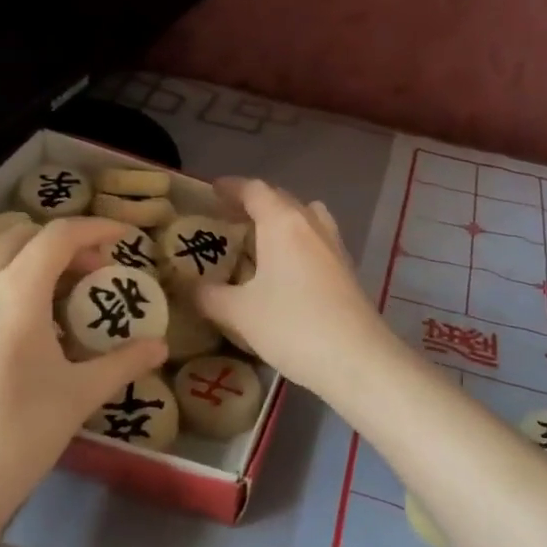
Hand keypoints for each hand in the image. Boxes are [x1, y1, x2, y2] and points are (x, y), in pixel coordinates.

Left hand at [0, 218, 166, 546]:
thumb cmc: (15, 438)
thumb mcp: (77, 397)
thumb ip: (122, 363)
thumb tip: (160, 348)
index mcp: (14, 291)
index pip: (58, 236)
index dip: (95, 229)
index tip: (122, 236)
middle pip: (19, 239)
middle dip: (60, 244)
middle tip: (91, 271)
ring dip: (26, 266)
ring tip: (54, 304)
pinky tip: (14, 339)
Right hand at [196, 178, 389, 392]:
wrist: (357, 359)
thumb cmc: (292, 326)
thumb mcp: (239, 313)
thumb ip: (209, 296)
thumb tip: (189, 288)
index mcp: (283, 223)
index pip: (255, 190)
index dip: (232, 187)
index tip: (212, 190)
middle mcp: (311, 225)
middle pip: (282, 199)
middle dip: (255, 203)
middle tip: (229, 217)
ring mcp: (334, 246)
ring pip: (306, 217)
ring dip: (282, 219)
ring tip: (261, 239)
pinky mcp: (347, 269)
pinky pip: (317, 240)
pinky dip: (298, 241)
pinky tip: (286, 269)